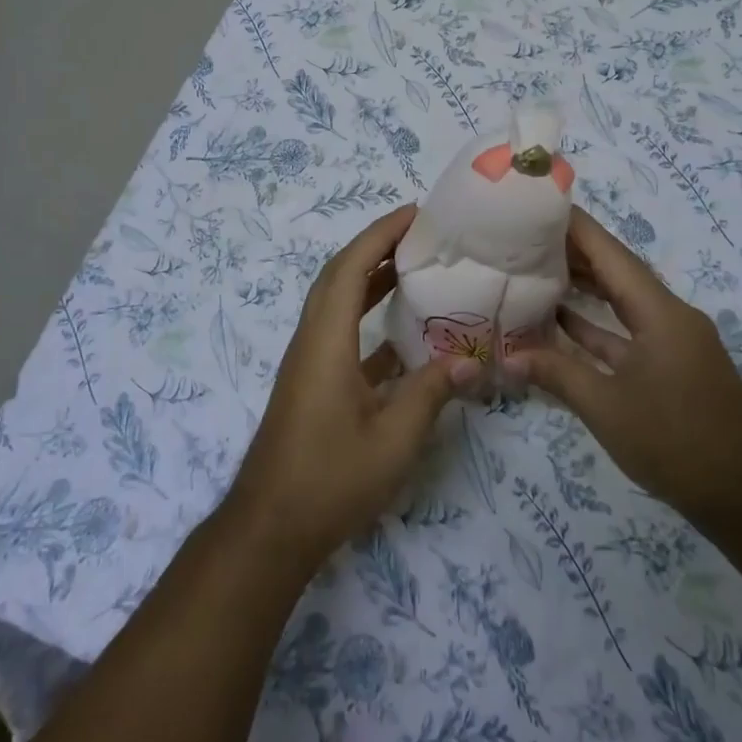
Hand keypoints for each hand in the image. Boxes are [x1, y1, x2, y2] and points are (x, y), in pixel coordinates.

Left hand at [223, 205, 472, 570]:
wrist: (271, 528)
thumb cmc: (330, 479)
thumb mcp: (393, 439)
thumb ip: (431, 393)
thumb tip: (470, 360)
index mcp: (326, 340)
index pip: (351, 268)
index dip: (380, 234)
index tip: (415, 214)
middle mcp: (312, 340)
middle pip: (339, 276)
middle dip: (376, 246)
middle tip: (420, 234)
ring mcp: (309, 363)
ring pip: (338, 304)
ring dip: (371, 279)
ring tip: (415, 268)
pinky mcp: (312, 384)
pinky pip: (341, 334)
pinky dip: (369, 321)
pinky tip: (403, 336)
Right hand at [512, 207, 741, 520]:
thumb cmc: (676, 442)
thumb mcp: (607, 407)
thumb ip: (556, 374)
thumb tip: (508, 355)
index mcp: (659, 312)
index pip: (611, 253)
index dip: (576, 227)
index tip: (539, 205)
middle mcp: (669, 315)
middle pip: (618, 271)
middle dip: (574, 252)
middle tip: (526, 236)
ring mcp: (673, 341)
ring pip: (623, 301)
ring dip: (585, 286)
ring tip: (538, 268)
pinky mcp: (672, 365)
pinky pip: (629, 330)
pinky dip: (598, 324)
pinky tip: (563, 321)